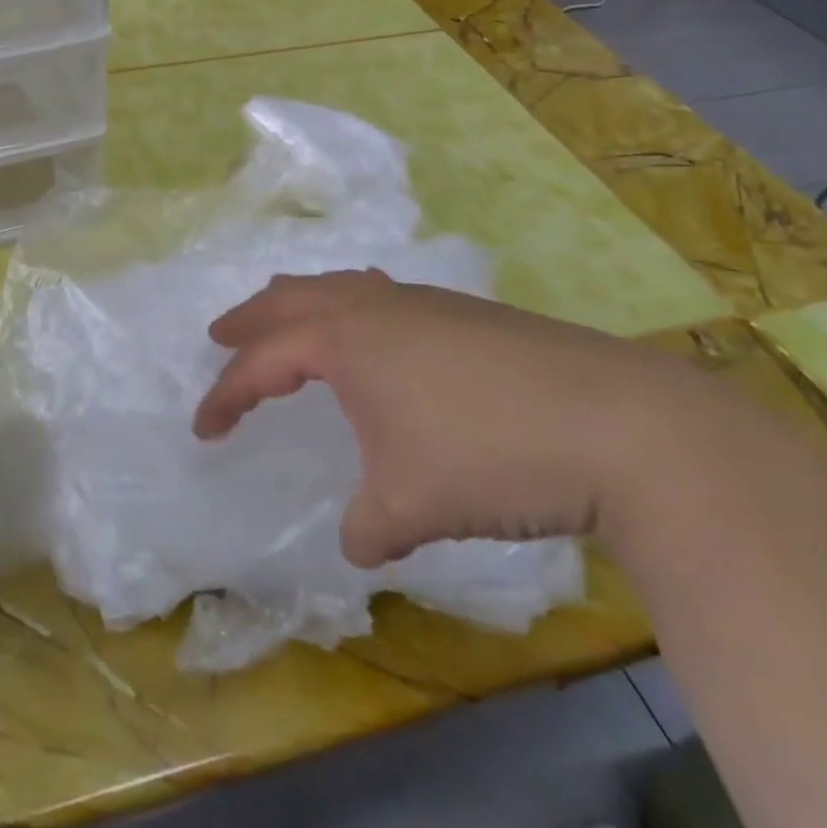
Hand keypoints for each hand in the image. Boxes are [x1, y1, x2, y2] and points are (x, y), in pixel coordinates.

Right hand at [193, 270, 718, 567]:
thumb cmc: (490, 455)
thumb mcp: (411, 504)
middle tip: (221, 335)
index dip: (227, 395)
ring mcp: (425, 303)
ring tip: (288, 321)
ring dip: (302, 303)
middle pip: (292, 298)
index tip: (205, 428)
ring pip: (341, 286)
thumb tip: (358, 541)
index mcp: (346, 341)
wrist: (621, 424)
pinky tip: (377, 340)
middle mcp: (376, 308)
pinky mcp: (467, 314)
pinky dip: (353, 309)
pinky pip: (384, 298)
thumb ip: (368, 525)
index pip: (263, 362)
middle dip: (251, 319)